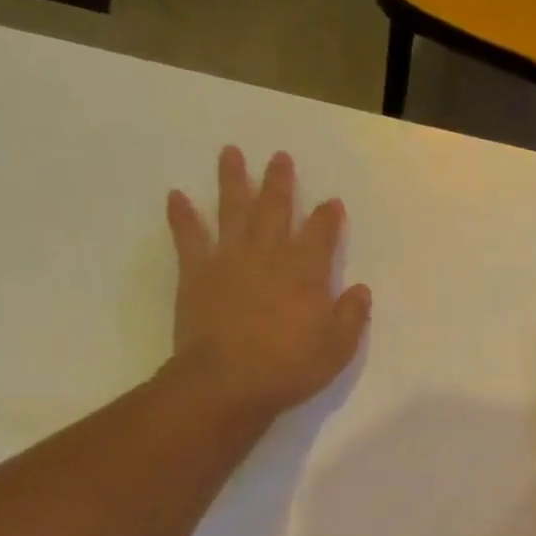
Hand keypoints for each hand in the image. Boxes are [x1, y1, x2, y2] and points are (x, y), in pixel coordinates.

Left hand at [165, 146, 370, 420]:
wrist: (227, 382)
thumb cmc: (289, 366)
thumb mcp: (338, 347)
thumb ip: (352, 315)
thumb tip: (360, 289)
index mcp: (306, 270)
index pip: (322, 232)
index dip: (328, 216)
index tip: (332, 202)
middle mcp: (269, 254)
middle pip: (275, 208)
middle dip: (280, 181)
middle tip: (280, 157)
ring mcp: (229, 259)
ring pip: (232, 209)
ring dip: (232, 180)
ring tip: (231, 153)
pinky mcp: (196, 273)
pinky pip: (188, 237)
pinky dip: (182, 216)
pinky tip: (176, 196)